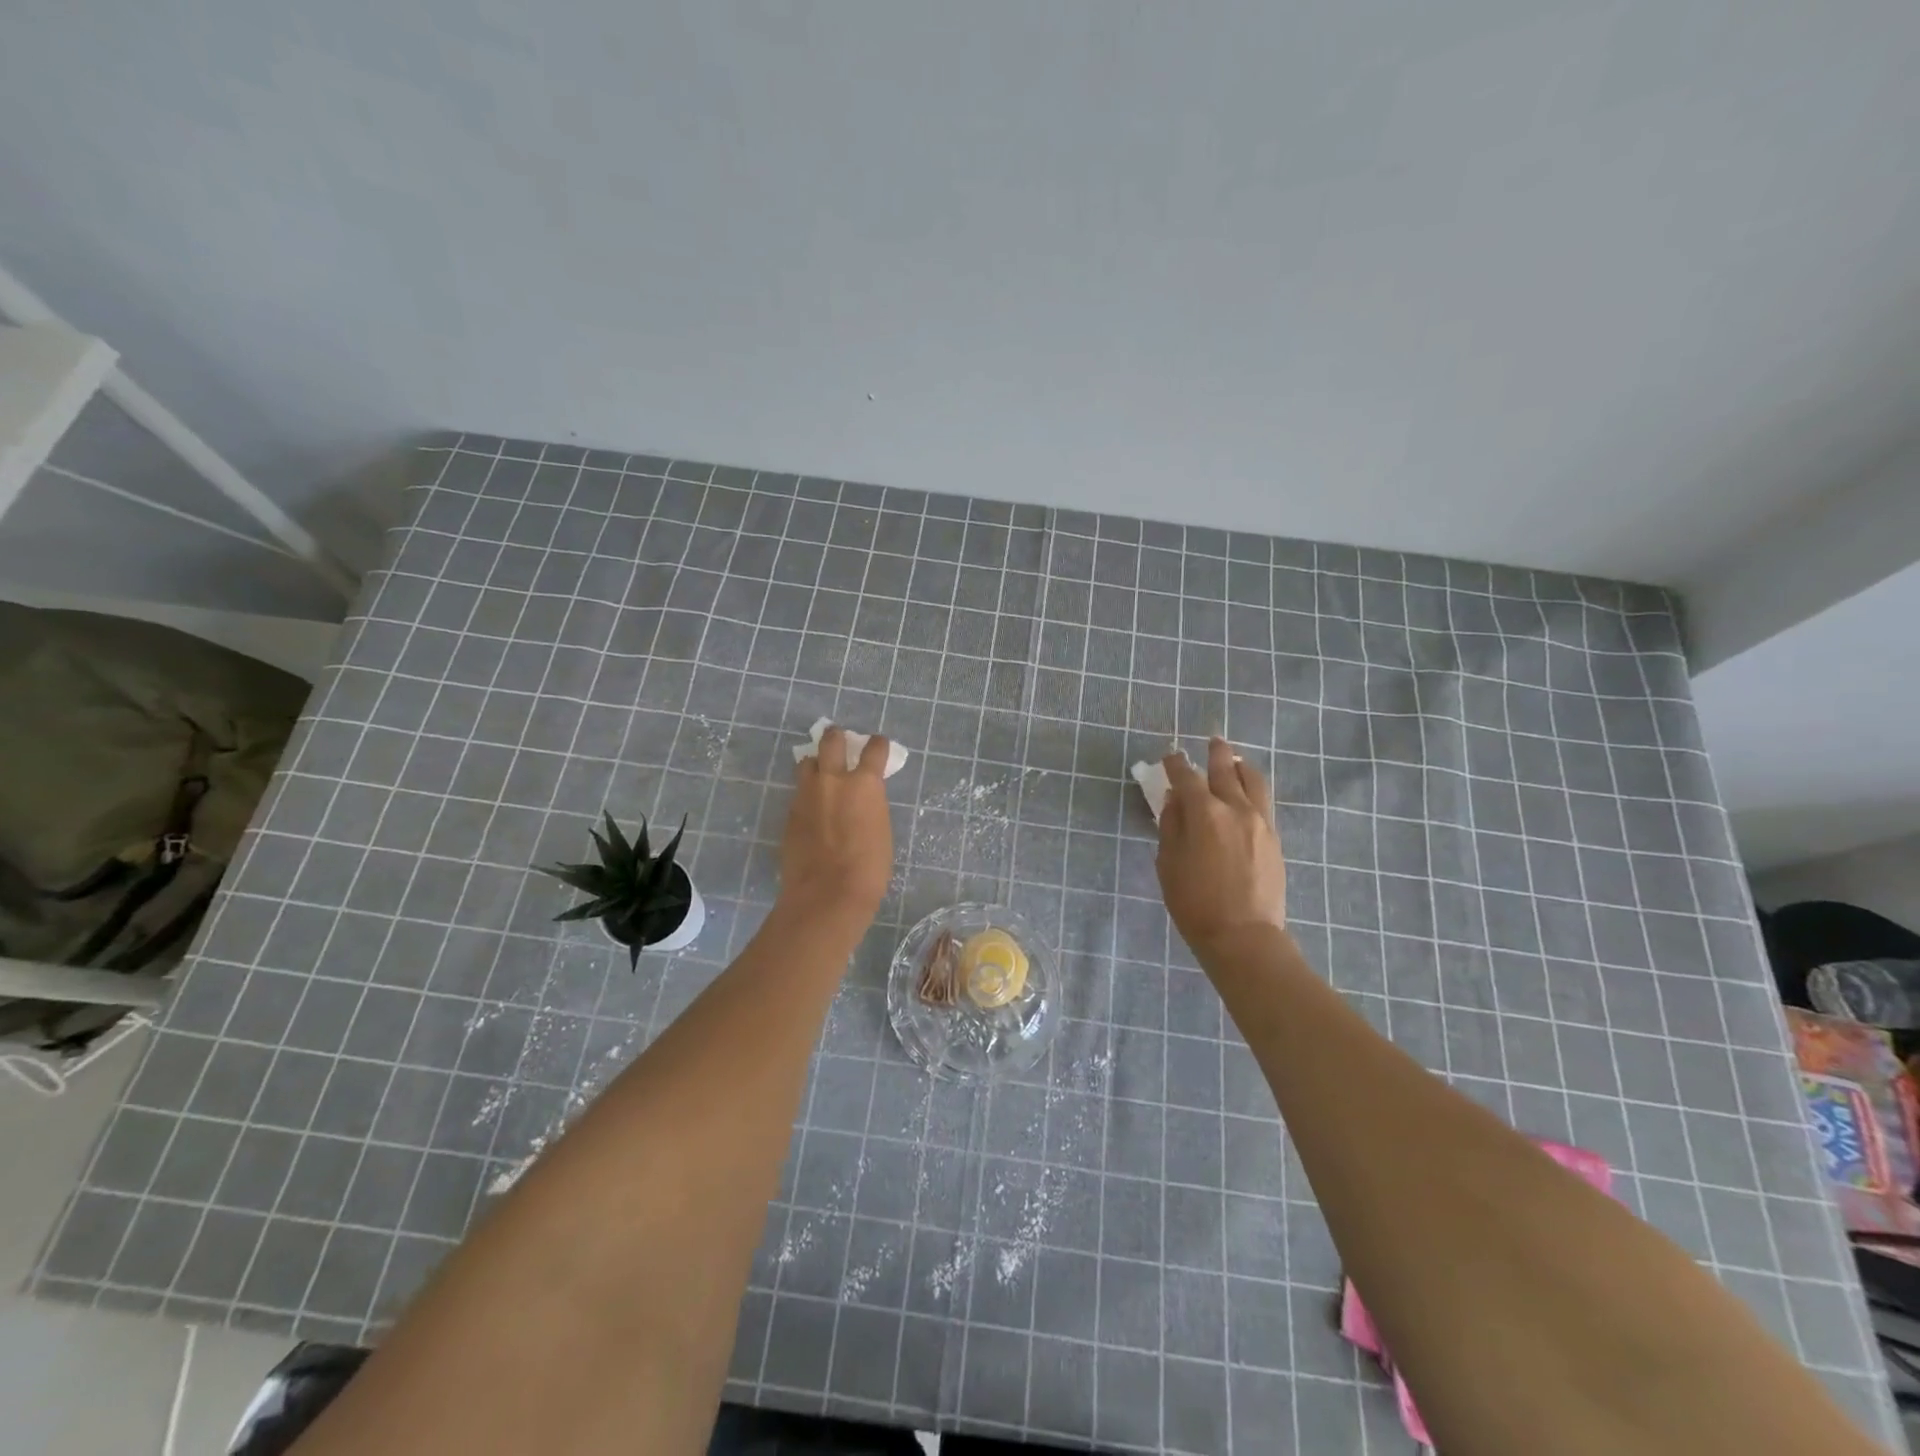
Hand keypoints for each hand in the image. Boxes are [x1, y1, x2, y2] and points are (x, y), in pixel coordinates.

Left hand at [777, 726, 894, 929]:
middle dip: (837, 737)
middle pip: (831, 741)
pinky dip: (807, 793)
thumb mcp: (881, 830)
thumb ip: (870, 806)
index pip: (873, 749)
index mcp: (864, 784)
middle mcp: (833, 780)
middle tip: (840, 741)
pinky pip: (799, 792)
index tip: (878, 745)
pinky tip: (812, 808)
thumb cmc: (868, 869)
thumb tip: (862, 800)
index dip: (877, 745)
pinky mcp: (789, 813)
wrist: (826, 894)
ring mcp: (806, 794)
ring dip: (816, 763)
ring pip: (807, 763)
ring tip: (821, 773)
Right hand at [1157, 737, 1286, 954]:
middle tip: (1211, 741)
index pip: (1186, 777)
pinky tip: (1248, 791)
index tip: (1170, 757)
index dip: (1176, 764)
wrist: (1243, 936)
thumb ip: (1171, 826)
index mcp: (1204, 813)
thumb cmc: (1194, 902)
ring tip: (1235, 760)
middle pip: (1225, 769)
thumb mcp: (1168, 863)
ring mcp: (1260, 821)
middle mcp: (1235, 808)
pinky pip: (1264, 801)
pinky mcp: (1274, 837)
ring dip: (1241, 765)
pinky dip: (1253, 787)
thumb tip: (1174, 799)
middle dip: (1215, 753)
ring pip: (1253, 780)